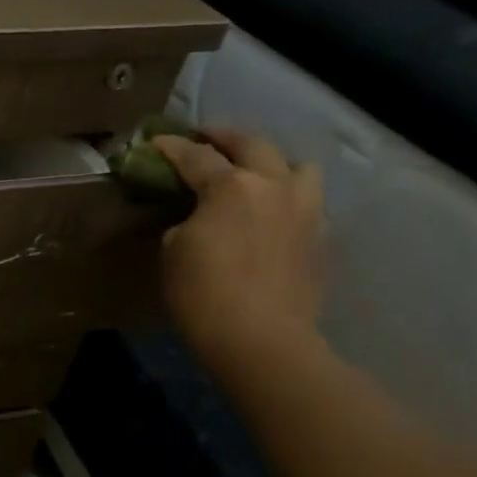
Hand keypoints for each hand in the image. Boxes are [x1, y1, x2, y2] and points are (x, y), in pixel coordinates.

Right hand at [152, 130, 326, 380]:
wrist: (261, 339)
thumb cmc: (203, 292)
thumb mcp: (173, 249)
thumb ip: (185, 219)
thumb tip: (195, 216)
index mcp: (232, 186)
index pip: (196, 156)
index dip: (172, 147)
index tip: (155, 142)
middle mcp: (274, 187)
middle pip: (253, 145)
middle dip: (225, 137)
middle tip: (205, 138)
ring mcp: (306, 211)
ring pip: (299, 167)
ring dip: (274, 163)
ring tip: (255, 174)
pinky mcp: (321, 238)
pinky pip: (308, 203)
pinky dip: (288, 199)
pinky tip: (272, 215)